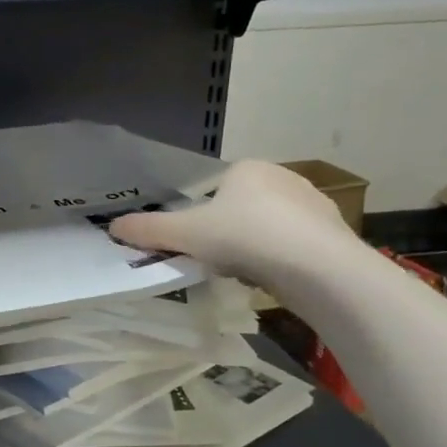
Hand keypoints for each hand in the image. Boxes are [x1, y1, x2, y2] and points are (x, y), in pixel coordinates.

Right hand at [110, 160, 359, 283]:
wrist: (317, 266)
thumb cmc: (244, 237)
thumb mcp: (185, 234)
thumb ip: (148, 230)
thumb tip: (112, 227)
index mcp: (247, 168)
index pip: (217, 188)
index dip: (203, 216)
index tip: (199, 242)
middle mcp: (284, 176)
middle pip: (244, 207)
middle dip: (231, 232)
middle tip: (219, 260)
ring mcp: (314, 203)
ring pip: (272, 227)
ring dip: (258, 246)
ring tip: (248, 272)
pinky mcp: (334, 232)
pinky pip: (297, 245)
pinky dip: (284, 259)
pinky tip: (277, 278)